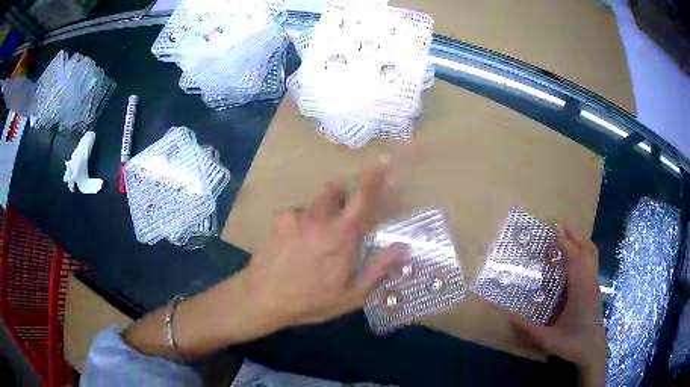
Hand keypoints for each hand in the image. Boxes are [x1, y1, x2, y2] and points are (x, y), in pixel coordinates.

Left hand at [245, 167, 404, 327]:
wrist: (264, 299)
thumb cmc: (312, 301)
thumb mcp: (351, 295)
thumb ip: (378, 269)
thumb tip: (401, 246)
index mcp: (341, 237)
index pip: (361, 201)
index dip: (373, 181)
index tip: (381, 166)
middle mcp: (318, 219)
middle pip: (333, 189)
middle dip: (340, 195)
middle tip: (339, 216)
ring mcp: (295, 217)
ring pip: (312, 201)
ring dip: (318, 211)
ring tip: (312, 239)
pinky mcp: (277, 220)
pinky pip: (294, 212)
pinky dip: (298, 223)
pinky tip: (292, 243)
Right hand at [509, 225, 605, 385]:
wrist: (593, 351)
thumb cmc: (572, 344)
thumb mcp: (548, 340)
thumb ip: (528, 328)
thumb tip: (507, 315)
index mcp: (579, 291)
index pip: (575, 259)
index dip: (566, 242)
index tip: (556, 228)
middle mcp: (589, 283)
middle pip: (586, 250)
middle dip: (574, 235)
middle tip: (561, 225)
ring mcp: (594, 285)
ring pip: (592, 255)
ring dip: (582, 241)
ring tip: (569, 234)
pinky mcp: (595, 289)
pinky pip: (592, 262)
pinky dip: (585, 251)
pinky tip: (578, 255)